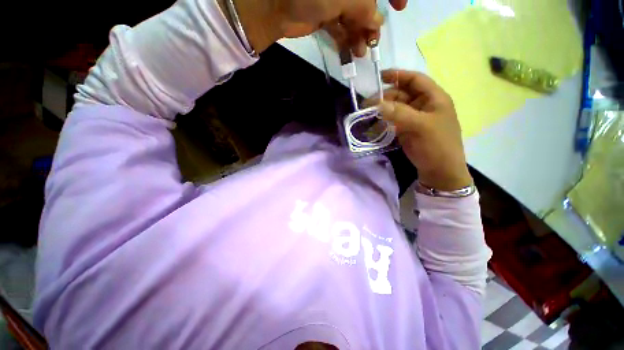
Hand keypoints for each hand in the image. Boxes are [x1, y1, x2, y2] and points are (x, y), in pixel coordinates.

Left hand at [225, 0, 407, 55]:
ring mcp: (332, 1)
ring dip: (360, 35)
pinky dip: (347, 40)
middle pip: (367, 2)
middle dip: (372, 22)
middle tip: (374, 40)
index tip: (401, 7)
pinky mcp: (323, 17)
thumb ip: (364, 7)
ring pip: (354, 18)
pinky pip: (341, 28)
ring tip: (361, 52)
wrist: (274, 10)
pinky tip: (352, 52)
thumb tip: (378, 21)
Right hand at [370, 70, 471, 190]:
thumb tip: (377, 104)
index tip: (379, 77)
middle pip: (401, 95)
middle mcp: (423, 105)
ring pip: (395, 109)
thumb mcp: (421, 126)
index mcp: (433, 98)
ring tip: (367, 116)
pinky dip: (383, 122)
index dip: (398, 75)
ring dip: (382, 111)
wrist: (439, 171)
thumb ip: (399, 113)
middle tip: (367, 106)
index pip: (415, 80)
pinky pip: (392, 122)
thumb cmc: (437, 145)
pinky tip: (374, 126)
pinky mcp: (406, 130)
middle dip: (385, 98)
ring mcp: (414, 119)